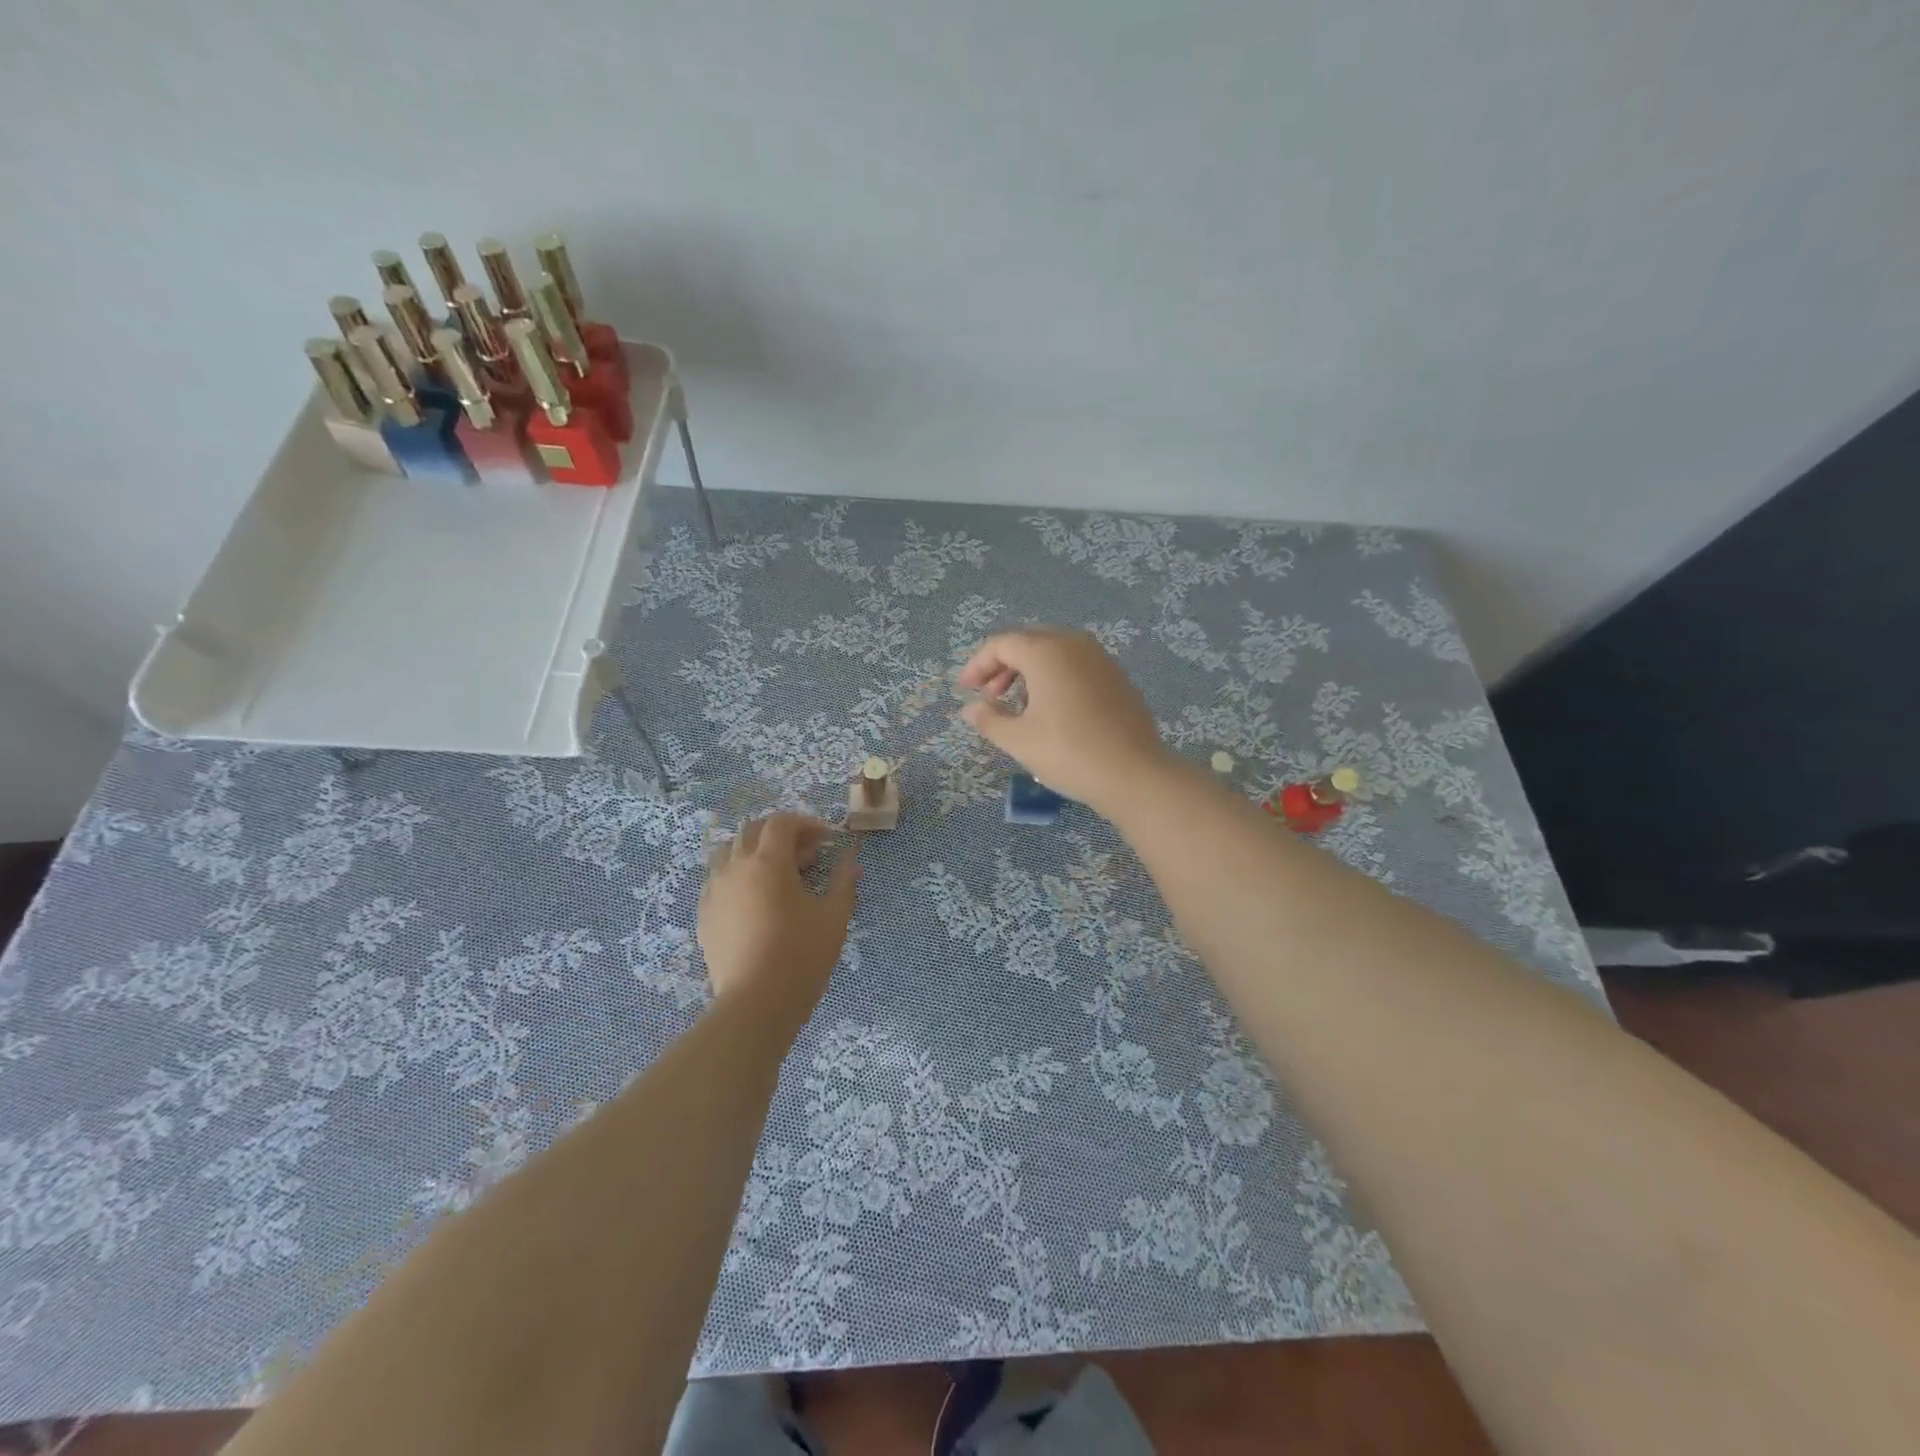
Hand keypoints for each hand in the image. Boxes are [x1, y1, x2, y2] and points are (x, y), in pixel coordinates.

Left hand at [698, 813, 859, 1028]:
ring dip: (755, 852)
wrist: (755, 1003)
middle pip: (753, 831)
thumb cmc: (801, 956)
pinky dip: (738, 876)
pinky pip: (718, 880)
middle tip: (806, 856)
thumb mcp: (833, 917)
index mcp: (768, 861)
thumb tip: (852, 861)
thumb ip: (843, 882)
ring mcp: (715, 890)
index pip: (781, 823)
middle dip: (781, 835)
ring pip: (730, 852)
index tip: (825, 839)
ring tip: (777, 874)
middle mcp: (736, 867)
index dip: (805, 824)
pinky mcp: (704, 914)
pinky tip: (755, 900)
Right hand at [957, 627, 1172, 814]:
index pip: (1001, 644)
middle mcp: (1074, 644)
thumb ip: (988, 719)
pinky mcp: (1117, 677)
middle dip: (1002, 666)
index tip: (965, 690)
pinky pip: (1075, 666)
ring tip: (1017, 706)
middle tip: (988, 696)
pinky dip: (1054, 678)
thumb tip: (970, 709)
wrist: (1133, 773)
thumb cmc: (1068, 752)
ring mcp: (1100, 659)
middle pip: (1028, 642)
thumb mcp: (1019, 739)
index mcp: (1046, 651)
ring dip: (1028, 672)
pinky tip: (1051, 710)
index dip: (978, 665)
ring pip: (1054, 652)